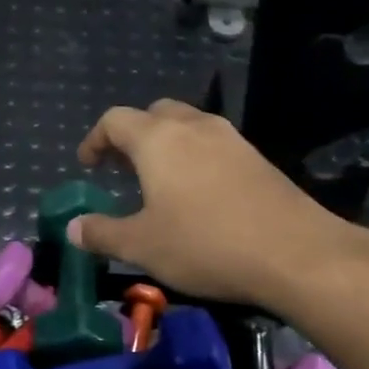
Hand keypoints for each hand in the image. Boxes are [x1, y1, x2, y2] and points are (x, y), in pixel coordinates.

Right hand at [69, 101, 368, 307]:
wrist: (295, 253)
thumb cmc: (205, 244)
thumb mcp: (142, 246)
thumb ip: (103, 234)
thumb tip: (73, 228)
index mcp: (158, 140)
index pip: (115, 120)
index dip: (95, 140)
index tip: (88, 165)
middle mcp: (194, 127)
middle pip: (155, 114)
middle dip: (132, 137)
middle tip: (122, 170)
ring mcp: (231, 140)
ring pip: (189, 127)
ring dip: (167, 146)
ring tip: (158, 183)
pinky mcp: (258, 159)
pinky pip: (214, 146)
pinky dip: (195, 159)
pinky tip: (198, 196)